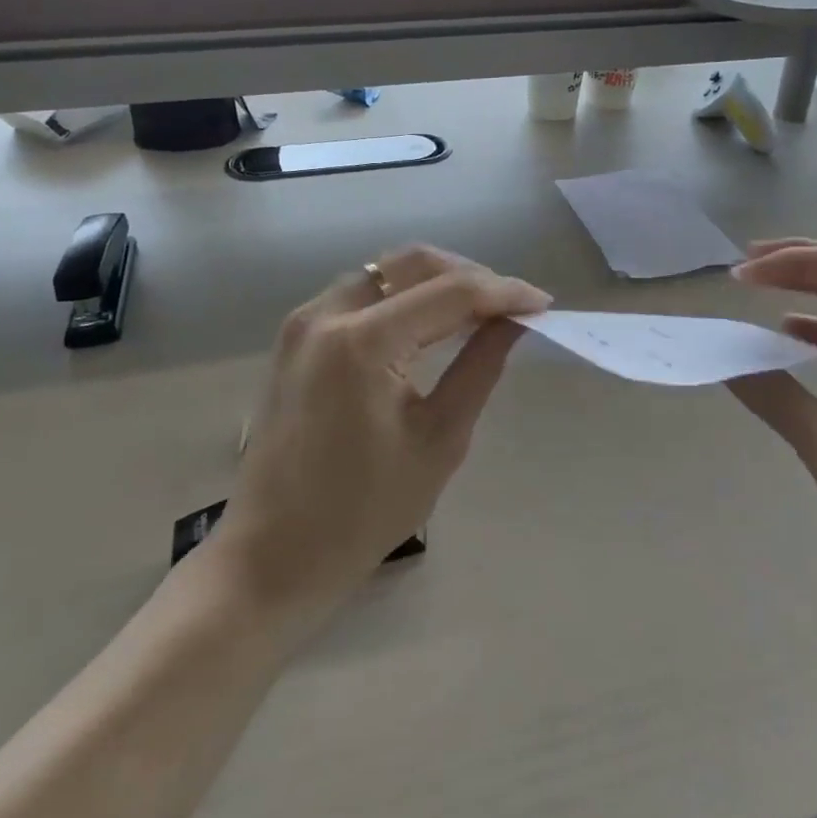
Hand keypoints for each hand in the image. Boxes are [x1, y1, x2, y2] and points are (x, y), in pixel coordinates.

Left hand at [207, 245, 550, 642]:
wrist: (273, 554)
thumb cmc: (363, 512)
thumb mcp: (439, 439)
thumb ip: (480, 366)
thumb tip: (516, 321)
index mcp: (362, 343)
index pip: (450, 292)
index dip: (504, 292)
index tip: (543, 303)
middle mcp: (326, 313)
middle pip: (413, 263)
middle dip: (471, 275)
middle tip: (512, 306)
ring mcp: (304, 321)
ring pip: (385, 271)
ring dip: (436, 281)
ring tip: (479, 312)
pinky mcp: (297, 336)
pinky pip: (361, 293)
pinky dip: (403, 297)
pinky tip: (431, 322)